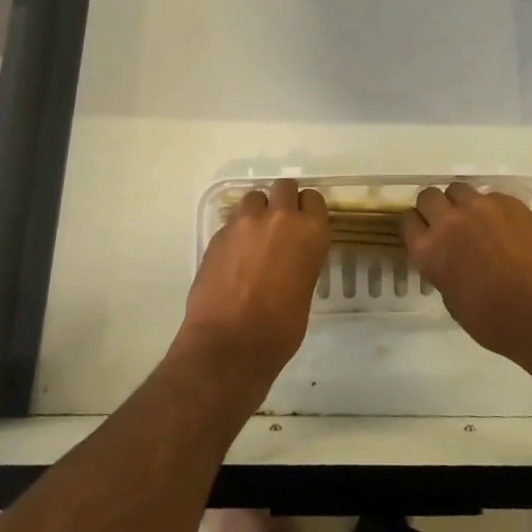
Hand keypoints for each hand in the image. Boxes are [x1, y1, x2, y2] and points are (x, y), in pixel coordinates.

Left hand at [177, 179, 329, 390]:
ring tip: (253, 238)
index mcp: (310, 231)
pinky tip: (234, 258)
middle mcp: (280, 217)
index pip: (313, 198)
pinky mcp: (218, 234)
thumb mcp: (305, 289)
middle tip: (279, 226)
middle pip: (283, 187)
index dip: (307, 210)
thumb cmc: (280, 329)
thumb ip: (301, 259)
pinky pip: (232, 222)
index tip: (303, 223)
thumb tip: (290, 256)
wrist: (229, 345)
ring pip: (254, 198)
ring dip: (256, 212)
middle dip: (282, 201)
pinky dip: (236, 233)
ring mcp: (245, 223)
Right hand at [403, 183, 531, 379]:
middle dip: (435, 208)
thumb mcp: (453, 302)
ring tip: (477, 222)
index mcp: (430, 251)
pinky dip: (491, 208)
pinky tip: (505, 228)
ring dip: (461, 203)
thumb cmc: (497, 322)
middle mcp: (450, 221)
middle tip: (449, 225)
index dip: (417, 226)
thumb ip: (442, 270)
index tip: (425, 233)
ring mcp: (481, 207)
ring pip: (459, 189)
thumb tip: (447, 257)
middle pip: (428, 196)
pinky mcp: (509, 202)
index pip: (408, 220)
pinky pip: (490, 196)